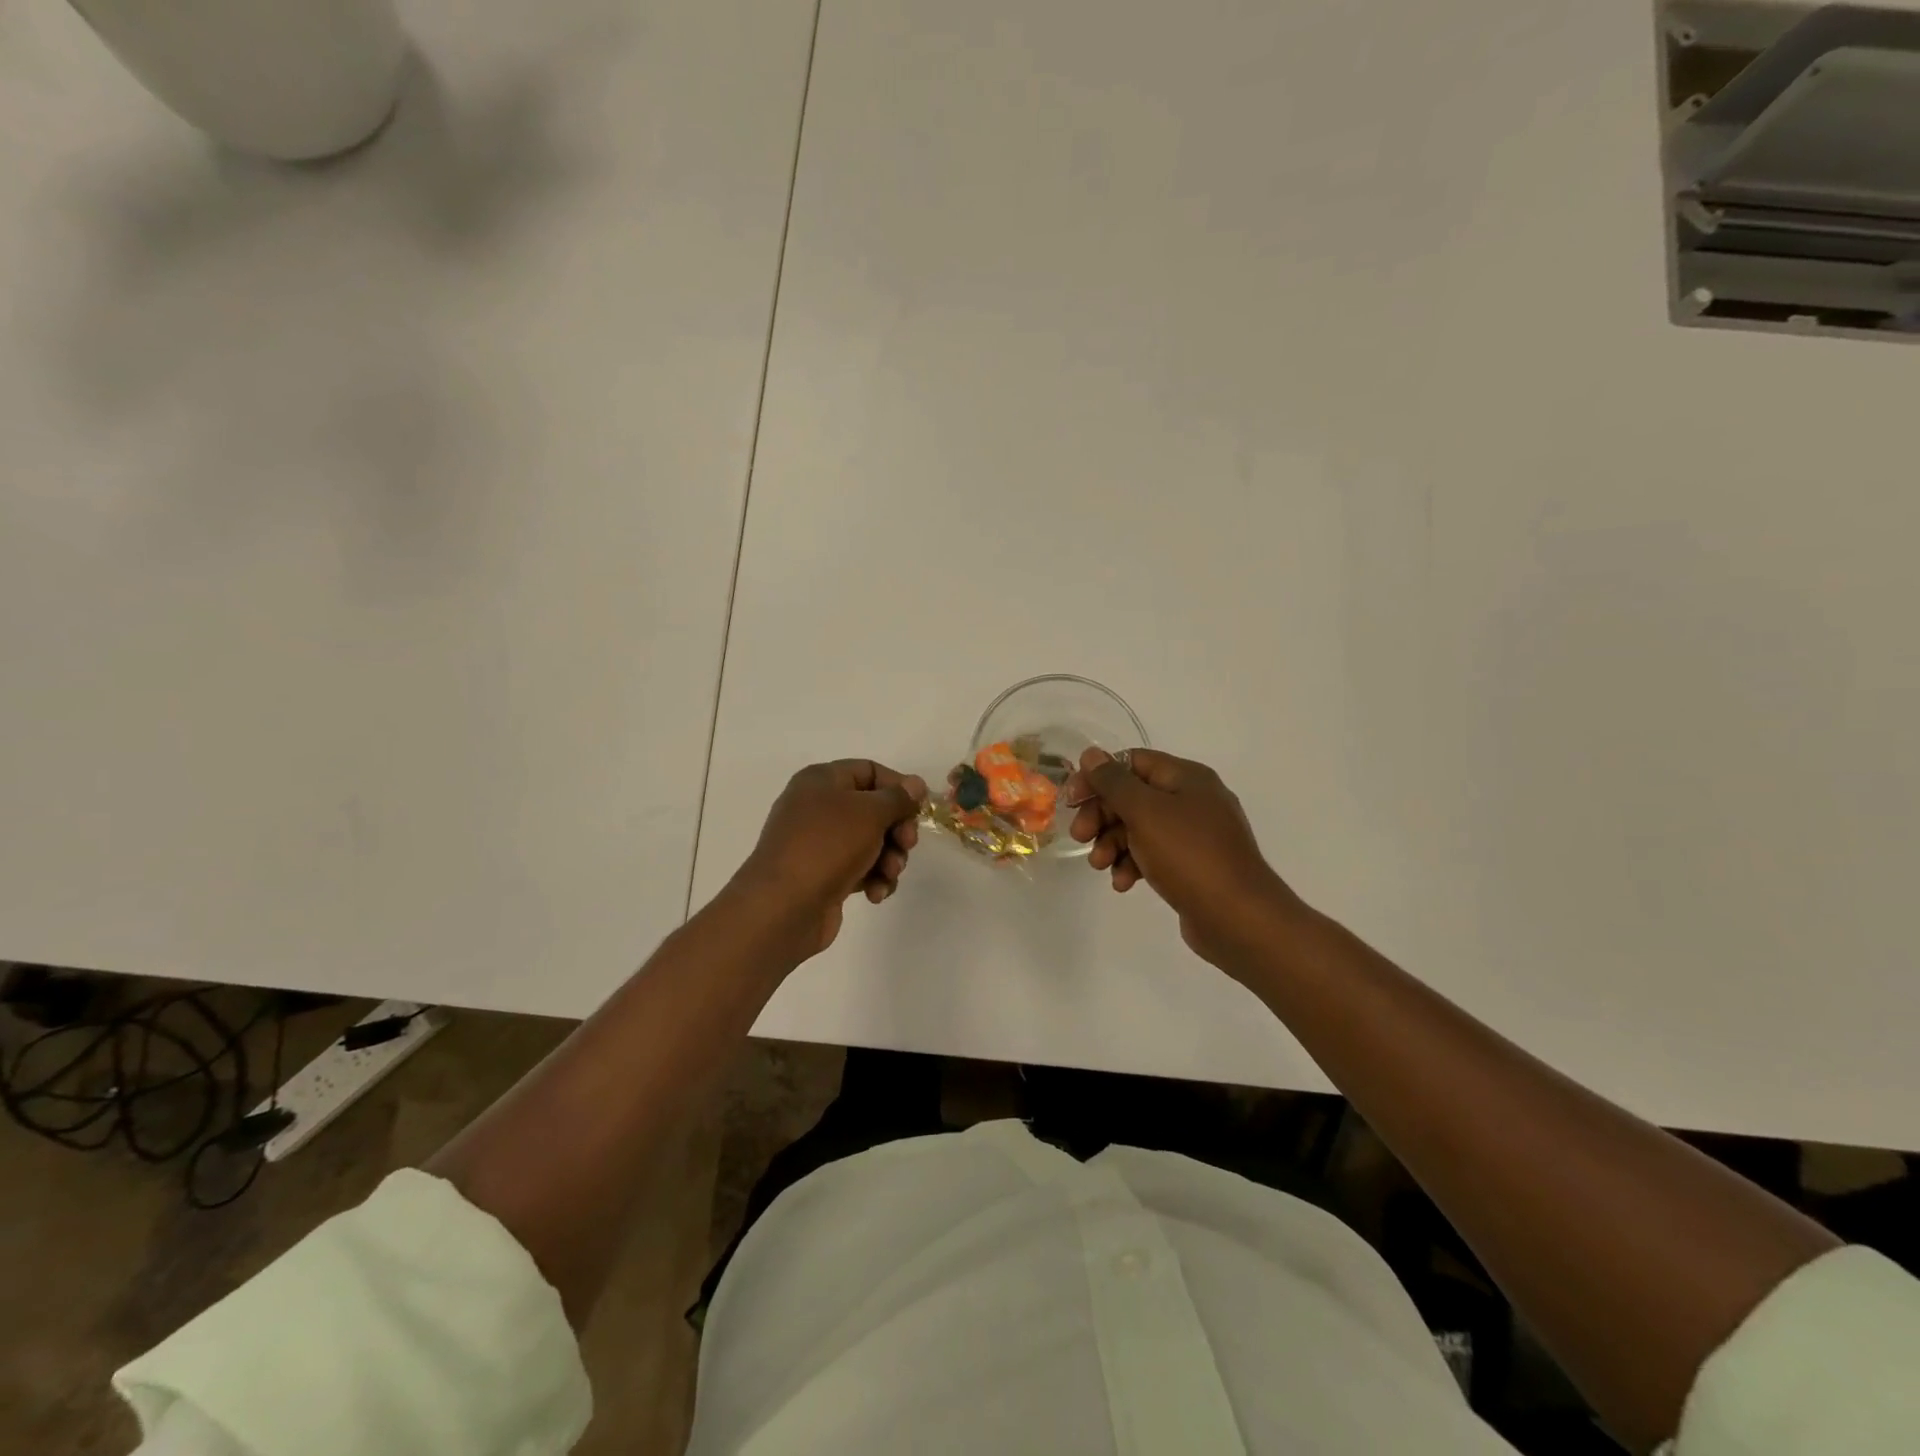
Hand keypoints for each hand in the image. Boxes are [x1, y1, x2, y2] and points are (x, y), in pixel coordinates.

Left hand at [732, 759, 927, 961]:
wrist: (782, 908)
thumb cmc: (827, 847)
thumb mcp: (869, 813)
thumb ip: (897, 798)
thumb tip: (915, 784)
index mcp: (821, 781)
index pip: (869, 771)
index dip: (898, 787)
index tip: (920, 808)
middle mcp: (817, 807)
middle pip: (873, 809)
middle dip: (897, 829)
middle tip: (907, 845)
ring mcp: (819, 844)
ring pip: (870, 842)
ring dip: (889, 858)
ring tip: (889, 875)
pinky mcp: (823, 875)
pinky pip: (859, 868)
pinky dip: (873, 878)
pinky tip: (875, 894)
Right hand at [1065, 747, 1306, 972]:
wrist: (1238, 918)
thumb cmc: (1189, 855)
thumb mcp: (1145, 812)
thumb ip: (1114, 782)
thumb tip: (1091, 754)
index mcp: (1186, 778)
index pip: (1132, 762)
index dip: (1098, 777)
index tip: (1072, 800)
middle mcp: (1192, 800)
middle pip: (1132, 796)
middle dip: (1102, 815)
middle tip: (1080, 837)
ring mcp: (1194, 835)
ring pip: (1139, 828)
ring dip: (1112, 843)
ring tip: (1101, 866)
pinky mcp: (1192, 865)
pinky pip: (1153, 855)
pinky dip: (1133, 864)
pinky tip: (1123, 883)